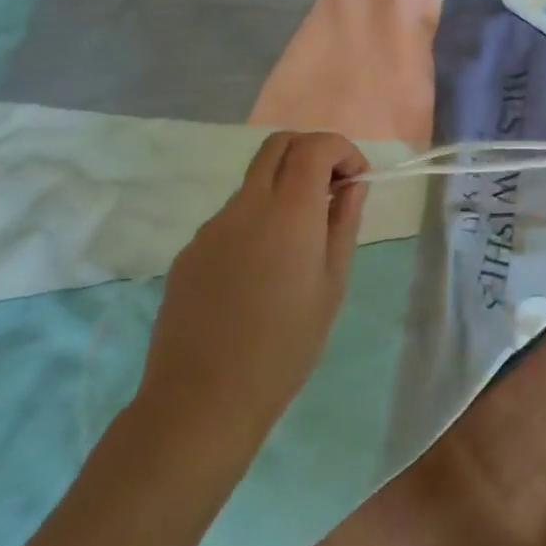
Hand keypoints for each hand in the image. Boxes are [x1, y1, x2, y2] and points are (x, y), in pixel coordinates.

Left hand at [136, 131, 367, 455]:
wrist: (202, 401)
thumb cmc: (286, 345)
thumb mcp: (333, 284)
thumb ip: (343, 224)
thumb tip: (351, 187)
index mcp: (288, 211)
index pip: (314, 145)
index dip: (342, 150)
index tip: (356, 181)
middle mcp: (245, 206)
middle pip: (278, 145)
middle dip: (312, 152)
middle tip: (331, 190)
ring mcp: (211, 227)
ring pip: (254, 182)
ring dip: (284, 189)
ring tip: (299, 245)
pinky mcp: (190, 252)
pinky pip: (232, 218)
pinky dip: (257, 221)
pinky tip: (261, 273)